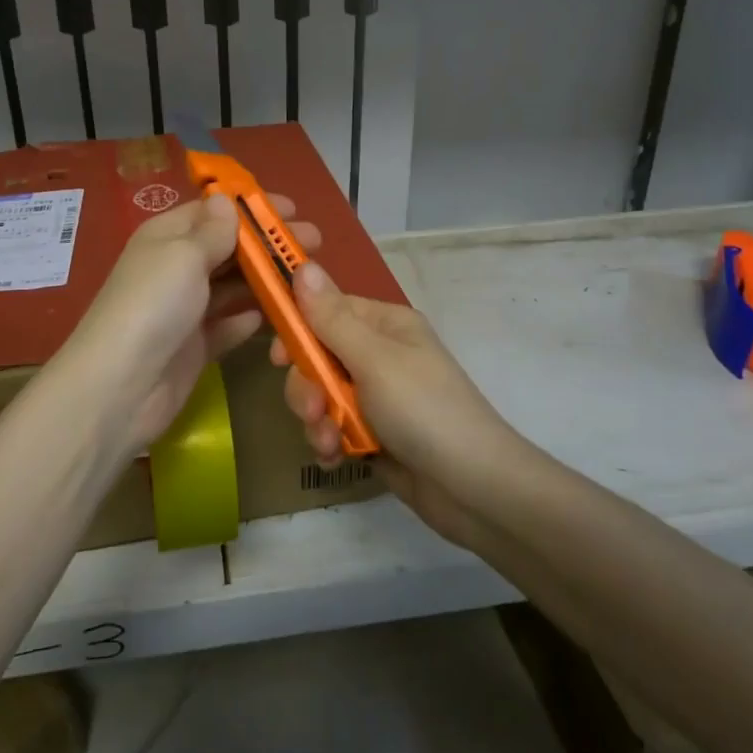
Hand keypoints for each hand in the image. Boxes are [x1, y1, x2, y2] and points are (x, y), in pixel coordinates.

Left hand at [57, 191, 319, 457]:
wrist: (121, 387)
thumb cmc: (154, 305)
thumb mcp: (184, 255)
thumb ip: (213, 231)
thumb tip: (226, 200)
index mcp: (167, 236)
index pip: (214, 212)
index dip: (252, 208)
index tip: (293, 210)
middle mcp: (176, 268)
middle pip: (229, 249)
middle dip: (268, 244)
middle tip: (313, 244)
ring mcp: (186, 309)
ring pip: (234, 287)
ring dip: (267, 280)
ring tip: (307, 279)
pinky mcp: (196, 346)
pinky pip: (230, 325)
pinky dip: (251, 319)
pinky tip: (279, 316)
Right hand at [271, 264, 523, 546]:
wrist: (473, 488)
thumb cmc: (424, 410)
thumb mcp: (374, 359)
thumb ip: (331, 317)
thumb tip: (302, 264)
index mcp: (385, 325)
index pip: (327, 310)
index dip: (298, 330)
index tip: (278, 356)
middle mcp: (379, 354)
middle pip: (317, 357)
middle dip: (308, 386)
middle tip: (315, 410)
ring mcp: (376, 396)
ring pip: (321, 395)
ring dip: (317, 419)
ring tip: (331, 442)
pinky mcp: (373, 432)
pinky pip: (333, 426)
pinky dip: (330, 441)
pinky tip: (336, 457)